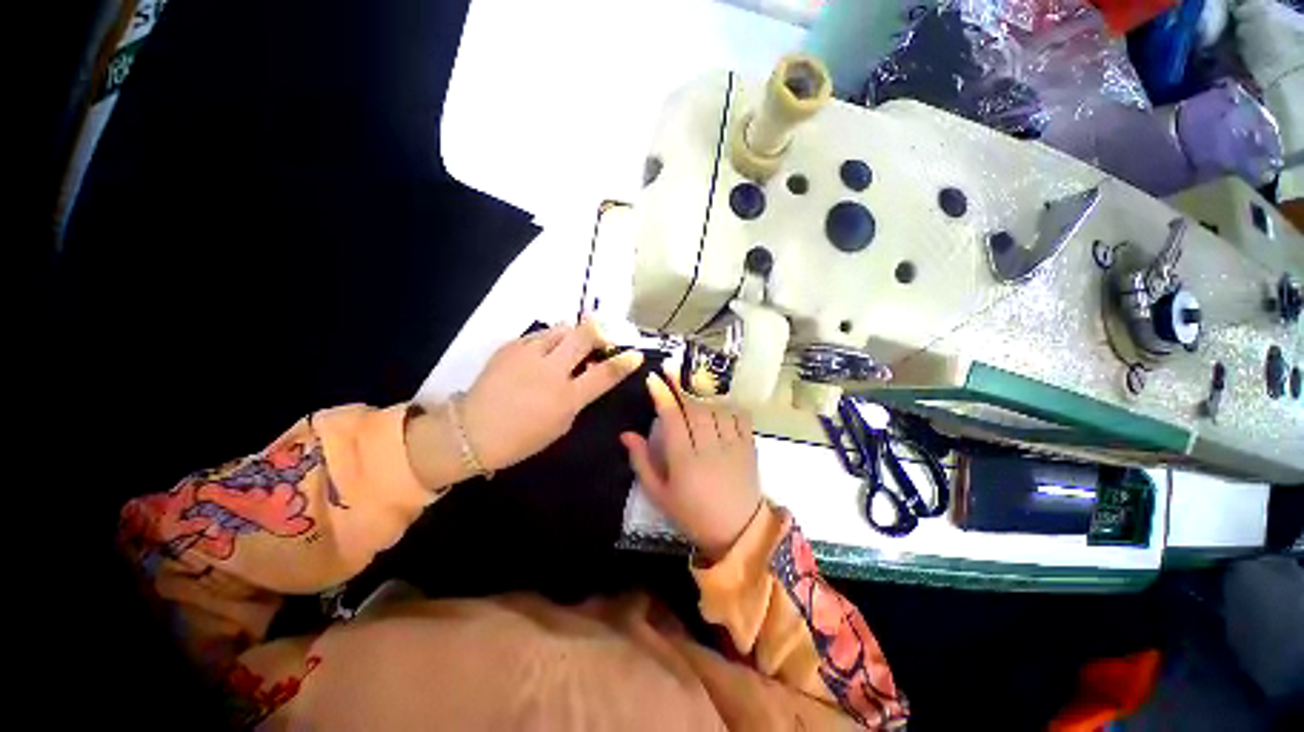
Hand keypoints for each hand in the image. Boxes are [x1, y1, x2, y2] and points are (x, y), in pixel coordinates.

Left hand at [459, 319, 643, 471]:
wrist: (472, 431)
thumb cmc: (522, 437)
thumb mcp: (561, 423)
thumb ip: (578, 395)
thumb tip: (585, 371)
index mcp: (567, 397)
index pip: (605, 374)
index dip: (624, 362)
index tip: (635, 354)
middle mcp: (551, 371)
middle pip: (584, 336)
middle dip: (598, 331)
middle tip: (599, 337)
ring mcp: (529, 355)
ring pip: (561, 329)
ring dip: (571, 334)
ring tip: (567, 345)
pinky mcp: (511, 346)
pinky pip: (539, 335)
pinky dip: (547, 340)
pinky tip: (541, 353)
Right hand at [620, 366, 762, 560]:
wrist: (738, 531)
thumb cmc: (692, 514)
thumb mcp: (659, 495)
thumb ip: (641, 462)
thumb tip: (626, 434)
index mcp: (684, 461)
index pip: (672, 419)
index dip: (662, 395)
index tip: (653, 378)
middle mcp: (709, 448)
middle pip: (695, 407)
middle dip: (681, 383)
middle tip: (672, 366)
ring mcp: (733, 445)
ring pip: (717, 408)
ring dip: (704, 391)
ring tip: (694, 379)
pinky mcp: (749, 446)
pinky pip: (740, 416)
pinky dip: (729, 404)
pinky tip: (720, 400)